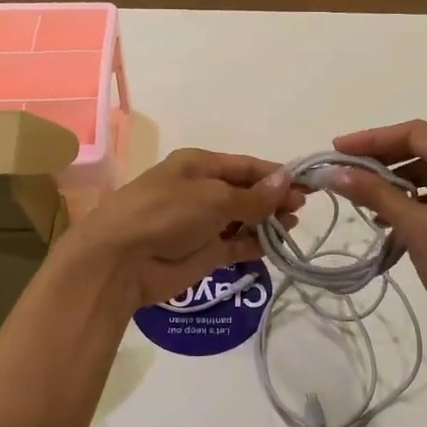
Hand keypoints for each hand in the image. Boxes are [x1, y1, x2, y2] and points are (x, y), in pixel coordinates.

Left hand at [51, 149, 300, 312]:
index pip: (245, 165)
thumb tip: (287, 181)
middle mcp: (201, 191)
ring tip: (292, 227)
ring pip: (243, 219)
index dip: (275, 174)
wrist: (119, 261)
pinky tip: (276, 247)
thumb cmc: (165, 214)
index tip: (307, 184)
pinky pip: (236, 245)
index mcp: (198, 165)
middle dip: (274, 198)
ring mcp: (201, 224)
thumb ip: (252, 196)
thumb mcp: (212, 198)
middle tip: (303, 208)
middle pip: (246, 191)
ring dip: (267, 222)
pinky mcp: (203, 254)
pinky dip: (255, 245)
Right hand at [329, 121, 426, 359]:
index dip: (374, 138)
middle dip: (383, 158)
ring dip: (397, 181)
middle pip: (426, 150)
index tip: (337, 149)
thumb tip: (334, 172)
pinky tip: (387, 219)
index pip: (418, 134)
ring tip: (361, 196)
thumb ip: (375, 194)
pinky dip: (414, 201)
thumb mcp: (416, 229)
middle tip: (345, 169)